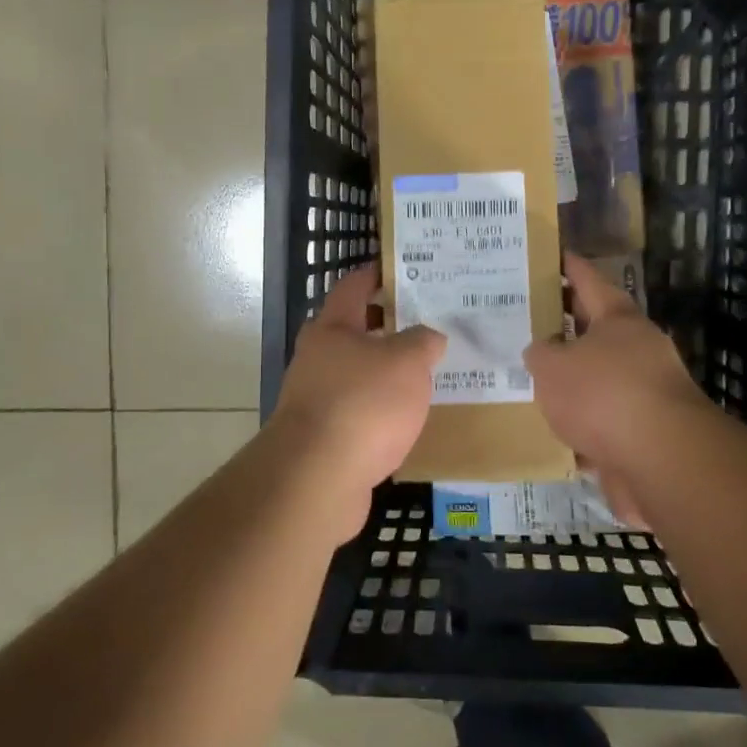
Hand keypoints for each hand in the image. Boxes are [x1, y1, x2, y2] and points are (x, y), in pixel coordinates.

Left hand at [270, 265, 444, 536]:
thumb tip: (429, 337)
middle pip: (355, 331)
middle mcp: (318, 358)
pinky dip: (382, 408)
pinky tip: (408, 417)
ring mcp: (317, 398)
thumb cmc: (363, 403)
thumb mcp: (407, 362)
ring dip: (386, 370)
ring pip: (358, 373)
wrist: (317, 477)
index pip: (353, 287)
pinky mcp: (324, 436)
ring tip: (427, 371)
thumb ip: (423, 342)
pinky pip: (360, 410)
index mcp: (332, 328)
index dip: (375, 274)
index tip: (400, 268)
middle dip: (389, 325)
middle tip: (428, 322)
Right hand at [523, 253, 713, 475]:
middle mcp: (638, 349)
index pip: (589, 280)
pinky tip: (554, 431)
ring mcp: (646, 392)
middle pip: (596, 329)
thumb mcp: (553, 367)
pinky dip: (582, 423)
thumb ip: (540, 355)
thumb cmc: (604, 395)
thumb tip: (542, 352)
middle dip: (564, 325)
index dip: (569, 266)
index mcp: (618, 319)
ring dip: (573, 379)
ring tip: (533, 379)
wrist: (662, 460)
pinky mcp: (645, 433)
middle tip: (528, 320)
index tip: (552, 255)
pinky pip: (604, 419)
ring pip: (600, 377)